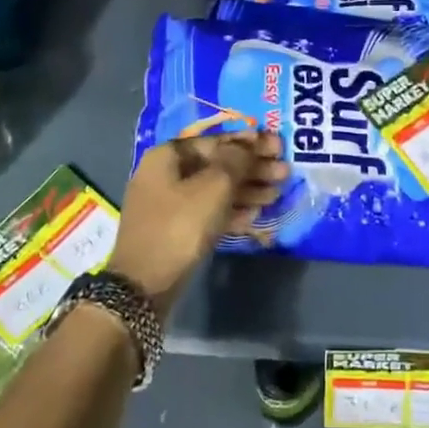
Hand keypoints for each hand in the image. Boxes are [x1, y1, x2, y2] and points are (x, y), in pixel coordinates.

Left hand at [111, 132, 287, 309]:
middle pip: (217, 164)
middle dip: (252, 167)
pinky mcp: (176, 230)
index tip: (278, 146)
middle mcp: (166, 174)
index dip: (250, 142)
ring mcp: (170, 204)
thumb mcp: (213, 187)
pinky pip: (209, 212)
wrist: (144, 286)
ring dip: (247, 190)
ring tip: (277, 194)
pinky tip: (256, 214)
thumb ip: (236, 160)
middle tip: (284, 172)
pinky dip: (232, 210)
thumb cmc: (180, 226)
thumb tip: (248, 144)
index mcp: (169, 156)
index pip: (216, 140)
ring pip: (215, 189)